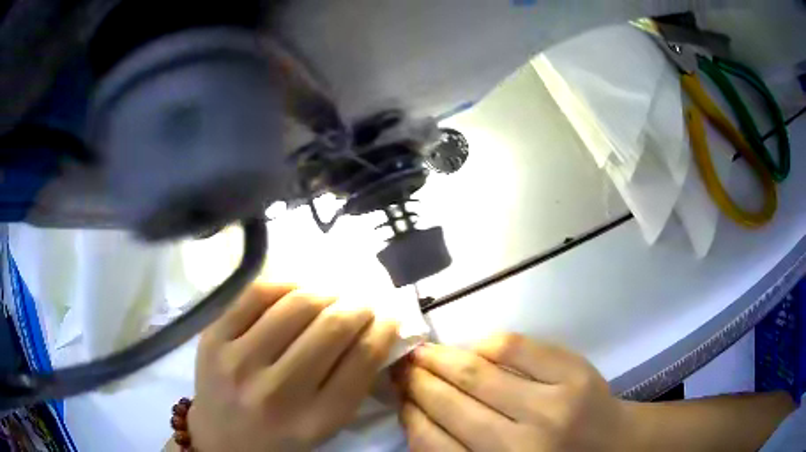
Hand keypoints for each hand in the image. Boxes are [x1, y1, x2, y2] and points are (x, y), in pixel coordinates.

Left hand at [188, 284, 398, 451]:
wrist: (220, 440)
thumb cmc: (280, 438)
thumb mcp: (324, 427)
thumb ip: (351, 386)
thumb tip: (374, 331)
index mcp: (314, 420)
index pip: (361, 361)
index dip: (382, 329)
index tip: (389, 316)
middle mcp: (277, 391)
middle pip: (331, 328)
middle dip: (358, 306)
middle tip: (362, 301)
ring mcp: (238, 361)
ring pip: (295, 305)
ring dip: (325, 291)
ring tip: (332, 292)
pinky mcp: (213, 339)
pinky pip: (255, 294)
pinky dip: (284, 284)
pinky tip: (296, 288)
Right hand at [393, 334, 629, 451]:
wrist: (612, 445)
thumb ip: (459, 451)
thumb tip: (417, 412)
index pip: (434, 444)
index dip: (410, 414)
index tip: (397, 396)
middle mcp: (521, 446)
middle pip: (452, 404)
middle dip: (418, 381)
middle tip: (400, 365)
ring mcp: (551, 405)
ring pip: (477, 374)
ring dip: (441, 358)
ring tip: (422, 352)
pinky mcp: (573, 374)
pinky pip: (516, 348)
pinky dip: (485, 344)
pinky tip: (472, 347)